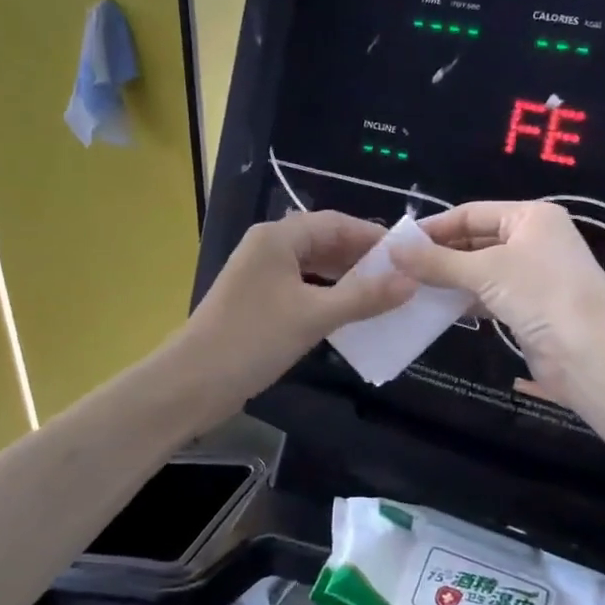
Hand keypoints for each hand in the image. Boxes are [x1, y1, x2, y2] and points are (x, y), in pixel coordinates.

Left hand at [185, 211, 414, 395]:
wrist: (193, 382)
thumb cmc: (254, 339)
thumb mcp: (314, 316)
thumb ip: (364, 296)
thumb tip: (411, 281)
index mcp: (278, 237)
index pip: (335, 223)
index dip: (372, 236)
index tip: (408, 254)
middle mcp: (268, 247)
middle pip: (324, 242)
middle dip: (361, 258)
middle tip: (401, 276)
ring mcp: (260, 274)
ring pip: (313, 266)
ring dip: (345, 278)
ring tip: (383, 294)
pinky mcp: (257, 300)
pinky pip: (301, 287)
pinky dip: (327, 295)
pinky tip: (349, 313)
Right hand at [387, 201, 604, 404]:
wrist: (593, 353)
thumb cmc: (542, 293)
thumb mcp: (485, 270)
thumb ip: (437, 262)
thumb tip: (392, 252)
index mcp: (530, 216)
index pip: (471, 212)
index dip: (434, 227)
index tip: (397, 243)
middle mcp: (533, 240)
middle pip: (475, 240)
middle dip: (439, 254)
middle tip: (397, 268)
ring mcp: (532, 275)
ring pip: (479, 270)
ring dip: (448, 278)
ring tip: (408, 288)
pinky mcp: (528, 307)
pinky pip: (487, 295)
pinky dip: (463, 299)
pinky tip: (434, 307)